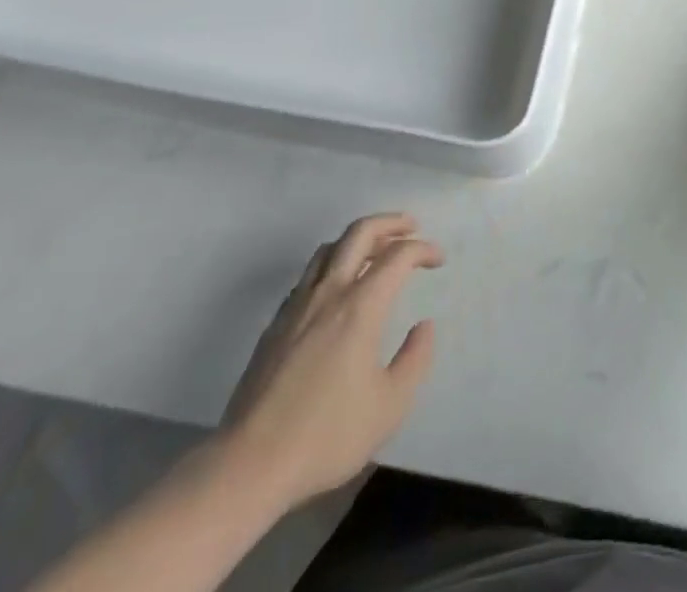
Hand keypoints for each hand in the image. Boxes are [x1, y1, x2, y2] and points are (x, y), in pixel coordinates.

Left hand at [218, 213, 442, 514]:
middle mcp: (329, 293)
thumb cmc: (327, 436)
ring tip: (376, 251)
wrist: (249, 465)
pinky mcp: (275, 325)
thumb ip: (415, 359)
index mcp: (360, 307)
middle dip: (390, 223)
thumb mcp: (389, 406)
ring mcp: (296, 307)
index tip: (438, 260)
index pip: (398, 256)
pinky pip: (308, 276)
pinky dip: (331, 266)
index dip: (423, 249)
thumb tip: (424, 326)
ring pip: (329, 248)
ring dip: (358, 239)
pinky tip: (337, 289)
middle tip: (411, 227)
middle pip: (360, 233)